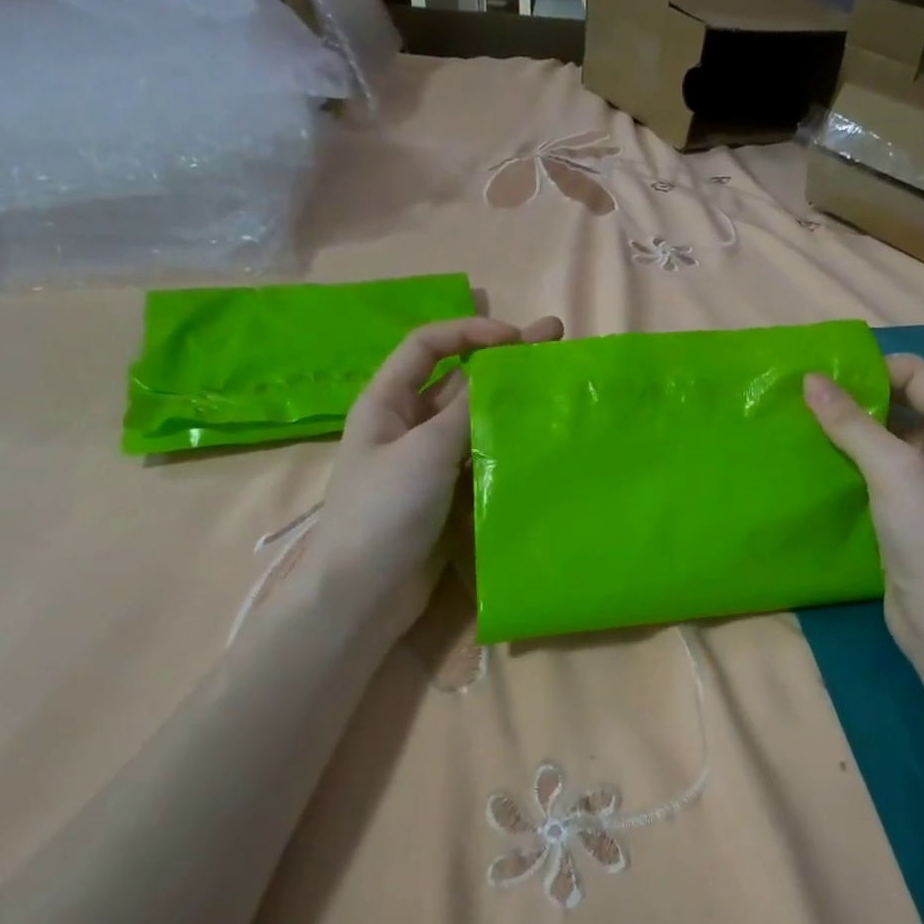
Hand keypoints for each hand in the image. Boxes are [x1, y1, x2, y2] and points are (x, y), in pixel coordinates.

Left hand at [309, 313, 563, 644]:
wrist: (365, 592)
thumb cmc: (384, 511)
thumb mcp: (424, 451)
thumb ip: (465, 408)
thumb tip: (500, 369)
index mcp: (387, 402)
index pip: (428, 345)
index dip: (470, 331)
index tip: (517, 338)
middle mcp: (408, 424)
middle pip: (459, 380)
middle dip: (503, 362)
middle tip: (556, 343)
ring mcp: (429, 461)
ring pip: (474, 421)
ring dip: (510, 405)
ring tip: (558, 393)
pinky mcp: (448, 494)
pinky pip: (480, 458)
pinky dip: (507, 446)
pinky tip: (541, 441)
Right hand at [804, 355, 923, 662]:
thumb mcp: (894, 470)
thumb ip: (852, 423)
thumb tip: (810, 379)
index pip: (917, 375)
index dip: (874, 371)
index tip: (822, 378)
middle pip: (900, 406)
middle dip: (855, 401)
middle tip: (803, 400)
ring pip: (883, 441)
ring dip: (847, 433)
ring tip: (800, 426)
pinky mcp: (904, 512)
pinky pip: (874, 473)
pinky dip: (847, 464)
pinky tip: (813, 463)